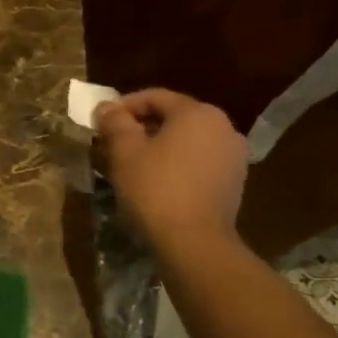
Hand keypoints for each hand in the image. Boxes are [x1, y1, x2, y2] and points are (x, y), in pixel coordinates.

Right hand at [95, 89, 247, 249]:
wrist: (194, 240)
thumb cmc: (155, 188)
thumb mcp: (124, 151)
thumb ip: (115, 122)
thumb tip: (107, 107)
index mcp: (197, 113)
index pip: (155, 97)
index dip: (124, 106)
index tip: (102, 121)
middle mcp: (223, 126)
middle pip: (175, 116)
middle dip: (143, 125)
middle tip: (114, 142)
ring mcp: (233, 154)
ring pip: (188, 139)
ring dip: (160, 145)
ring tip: (134, 162)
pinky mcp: (235, 180)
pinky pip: (200, 159)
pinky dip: (178, 162)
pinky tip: (158, 180)